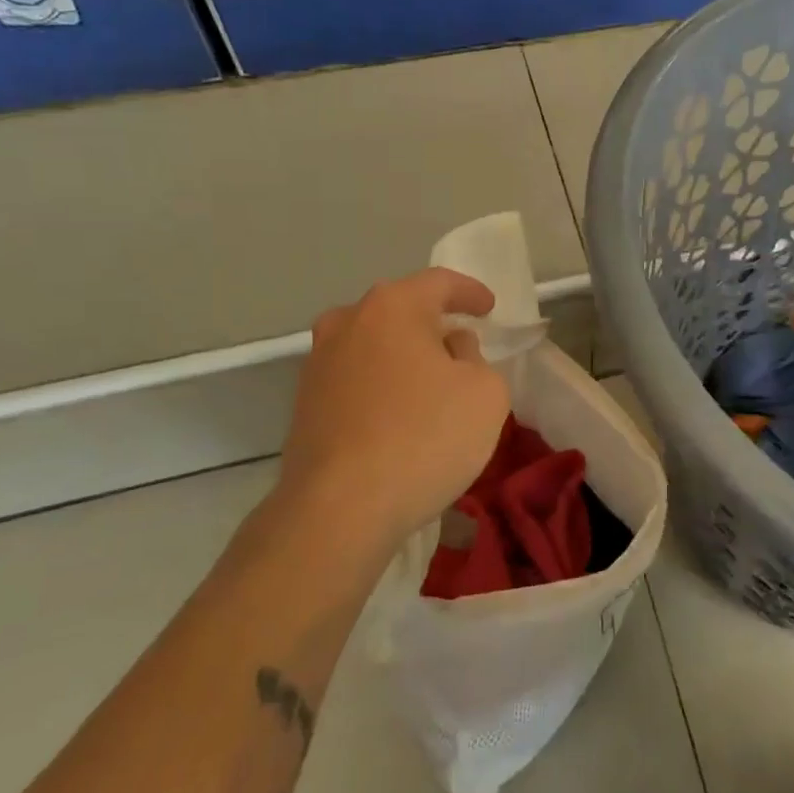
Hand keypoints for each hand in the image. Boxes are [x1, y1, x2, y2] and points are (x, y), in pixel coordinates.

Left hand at [278, 268, 509, 544]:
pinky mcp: (304, 405)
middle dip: (433, 323)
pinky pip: (355, 379)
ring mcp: (318, 363)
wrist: (339, 509)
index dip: (470, 292)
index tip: (489, 308)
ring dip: (403, 356)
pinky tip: (398, 415)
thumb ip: (476, 357)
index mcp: (393, 307)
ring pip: (373, 345)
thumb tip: (451, 348)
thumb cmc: (425, 437)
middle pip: (400, 310)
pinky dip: (381, 386)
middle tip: (461, 344)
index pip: (440, 282)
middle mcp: (348, 322)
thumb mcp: (485, 393)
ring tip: (430, 383)